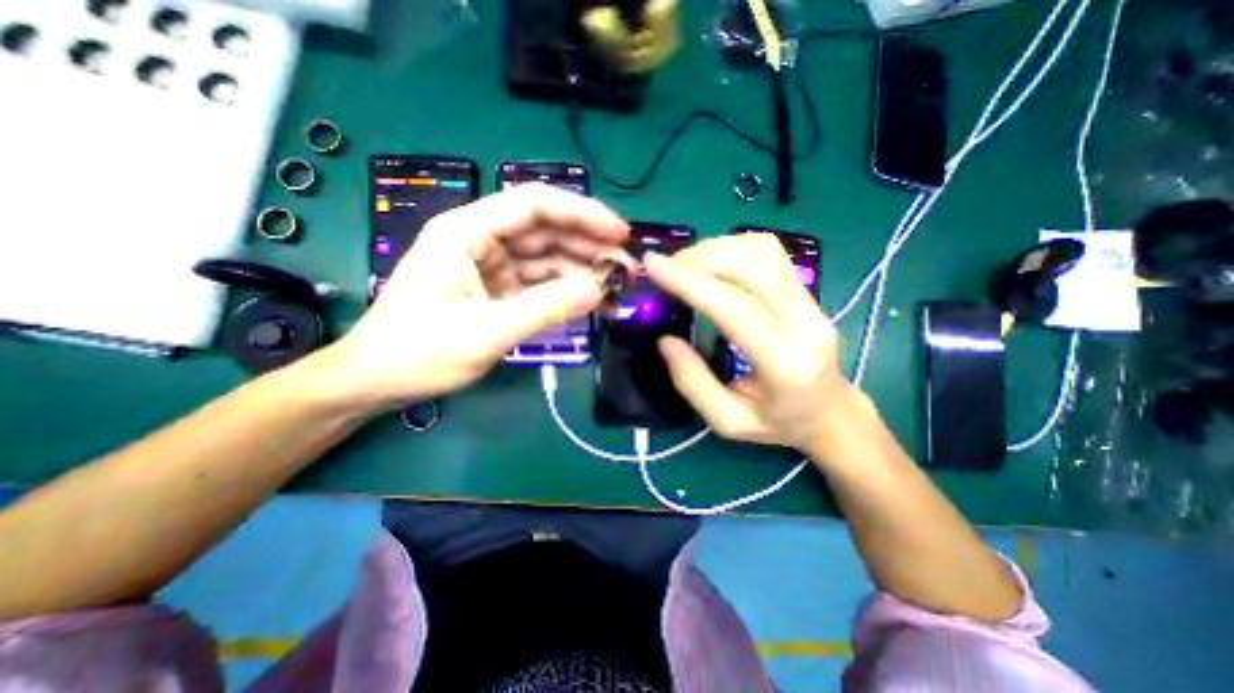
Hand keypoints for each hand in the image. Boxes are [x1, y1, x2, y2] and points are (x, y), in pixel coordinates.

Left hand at [320, 185, 626, 410]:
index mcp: (466, 232)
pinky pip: (539, 283)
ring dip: (581, 271)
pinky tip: (589, 302)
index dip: (581, 213)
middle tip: (626, 269)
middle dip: (589, 246)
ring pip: (546, 258)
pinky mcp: (497, 289)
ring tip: (615, 290)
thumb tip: (599, 290)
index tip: (620, 233)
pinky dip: (565, 291)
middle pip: (546, 230)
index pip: (533, 204)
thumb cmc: (419, 352)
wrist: (378, 381)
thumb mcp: (485, 332)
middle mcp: (481, 240)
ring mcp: (490, 266)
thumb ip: (544, 309)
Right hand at [640, 234, 853, 448]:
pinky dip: (735, 248)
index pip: (733, 306)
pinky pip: (771, 254)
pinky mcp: (808, 292)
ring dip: (717, 249)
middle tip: (666, 268)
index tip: (653, 265)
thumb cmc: (779, 425)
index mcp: (783, 363)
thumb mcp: (727, 421)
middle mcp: (804, 323)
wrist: (833, 415)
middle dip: (700, 258)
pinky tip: (715, 264)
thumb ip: (693, 383)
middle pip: (751, 265)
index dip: (690, 281)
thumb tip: (665, 340)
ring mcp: (811, 303)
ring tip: (687, 265)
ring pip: (763, 251)